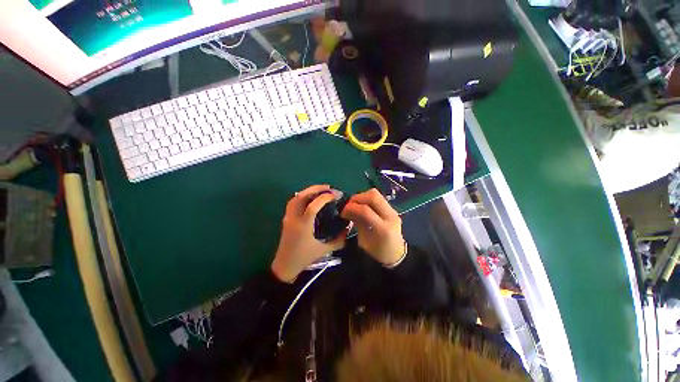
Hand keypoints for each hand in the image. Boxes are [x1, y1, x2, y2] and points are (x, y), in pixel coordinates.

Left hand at [271, 185, 346, 281]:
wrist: (285, 266)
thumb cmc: (304, 258)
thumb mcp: (324, 250)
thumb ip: (338, 240)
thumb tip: (348, 228)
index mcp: (303, 225)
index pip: (313, 205)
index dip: (324, 198)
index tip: (335, 195)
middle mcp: (294, 218)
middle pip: (301, 196)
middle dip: (315, 189)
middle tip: (328, 187)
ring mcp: (288, 217)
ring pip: (295, 197)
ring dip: (308, 191)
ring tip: (320, 190)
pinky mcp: (286, 219)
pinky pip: (293, 202)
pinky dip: (302, 196)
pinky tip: (310, 198)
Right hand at [341, 188, 405, 265]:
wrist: (397, 255)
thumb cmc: (378, 253)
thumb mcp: (363, 242)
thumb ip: (357, 223)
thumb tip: (347, 211)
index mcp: (383, 229)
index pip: (366, 210)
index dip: (352, 208)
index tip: (343, 211)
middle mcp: (390, 216)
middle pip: (373, 196)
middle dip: (357, 198)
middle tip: (348, 205)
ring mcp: (393, 211)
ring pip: (376, 194)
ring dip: (362, 197)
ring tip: (354, 205)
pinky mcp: (392, 209)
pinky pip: (378, 198)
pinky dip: (367, 199)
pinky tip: (361, 207)